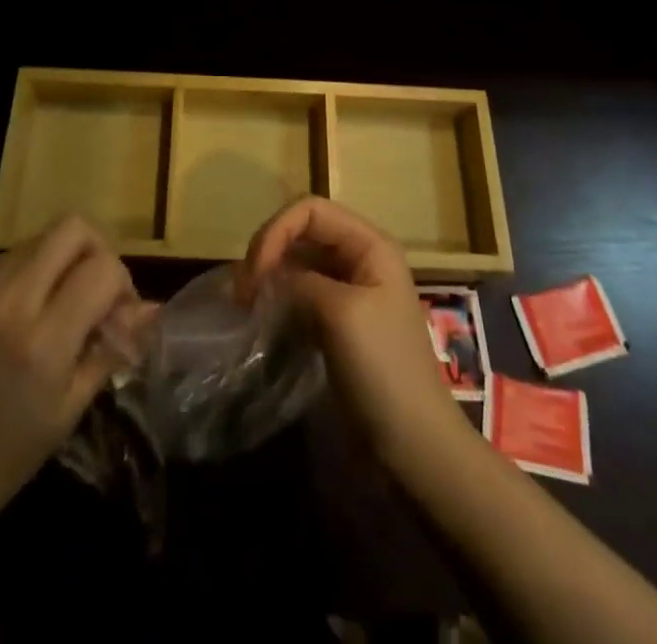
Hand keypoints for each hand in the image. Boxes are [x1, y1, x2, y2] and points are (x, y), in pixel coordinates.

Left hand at [0, 216, 147, 532]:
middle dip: (93, 250)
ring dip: (54, 263)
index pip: (102, 268)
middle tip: (90, 289)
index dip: (121, 282)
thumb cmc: (6, 456)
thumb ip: (111, 347)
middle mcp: (8, 301)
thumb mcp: (69, 408)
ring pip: (35, 240)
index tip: (115, 312)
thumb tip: (151, 308)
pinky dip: (18, 277)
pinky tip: (10, 317)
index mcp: (42, 340)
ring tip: (49, 306)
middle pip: (71, 228)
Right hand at [239, 197, 469, 476]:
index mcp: (369, 244)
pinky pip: (300, 293)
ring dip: (270, 276)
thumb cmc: (383, 369)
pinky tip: (263, 320)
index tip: (254, 273)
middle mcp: (360, 258)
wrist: (413, 445)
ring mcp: (349, 291)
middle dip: (269, 251)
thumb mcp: (340, 313)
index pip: (311, 210)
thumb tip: (266, 277)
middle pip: (302, 232)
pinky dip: (279, 299)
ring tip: (247, 306)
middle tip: (243, 292)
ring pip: (298, 262)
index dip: (277, 230)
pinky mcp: (337, 321)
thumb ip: (299, 281)